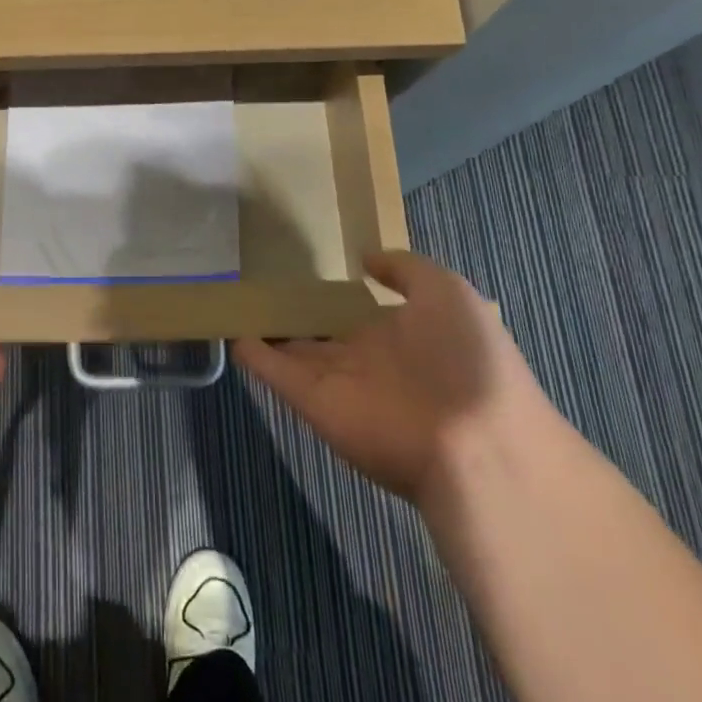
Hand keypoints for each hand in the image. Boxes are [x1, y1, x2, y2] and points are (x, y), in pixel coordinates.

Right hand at [234, 250, 547, 504]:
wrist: (474, 444)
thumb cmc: (468, 358)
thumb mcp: (449, 292)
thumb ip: (404, 269)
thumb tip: (364, 258)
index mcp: (403, 333)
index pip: (359, 309)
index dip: (334, 290)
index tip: (302, 264)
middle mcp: (367, 358)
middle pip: (321, 332)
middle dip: (294, 311)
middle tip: (254, 278)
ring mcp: (338, 382)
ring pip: (293, 351)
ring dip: (266, 330)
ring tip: (232, 298)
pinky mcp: (312, 403)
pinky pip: (275, 373)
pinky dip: (251, 355)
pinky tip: (227, 328)